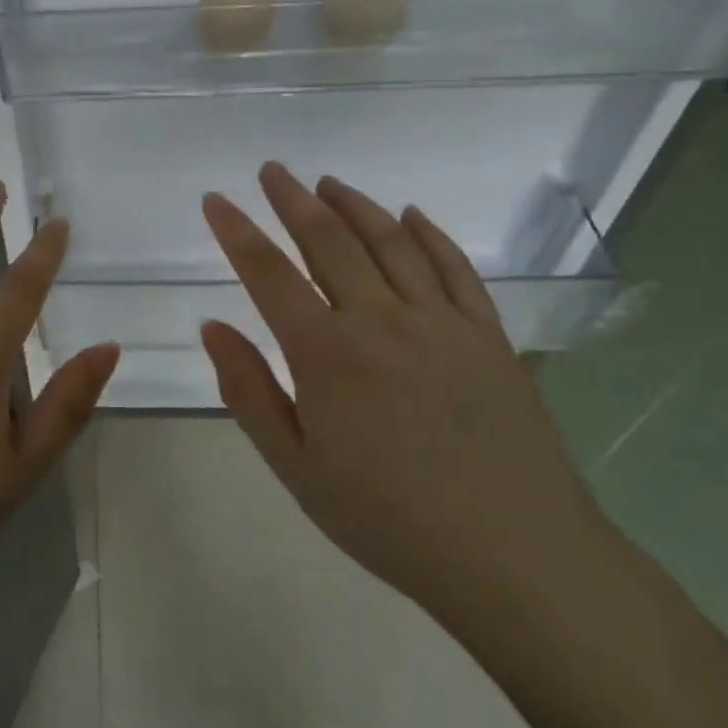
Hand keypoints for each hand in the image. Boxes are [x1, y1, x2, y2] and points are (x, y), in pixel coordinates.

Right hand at [199, 163, 608, 627]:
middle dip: (293, 200)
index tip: (215, 200)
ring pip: (390, 242)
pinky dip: (429, 234)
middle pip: (328, 241)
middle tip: (272, 171)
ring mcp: (442, 322)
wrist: (515, 557)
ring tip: (327, 183)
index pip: (269, 274)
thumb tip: (213, 328)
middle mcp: (381, 320)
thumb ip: (249, 392)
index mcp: (326, 354)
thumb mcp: (296, 468)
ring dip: (354, 205)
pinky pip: (454, 268)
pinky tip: (410, 215)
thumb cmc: (389, 519)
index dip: (237, 232)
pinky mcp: (488, 335)